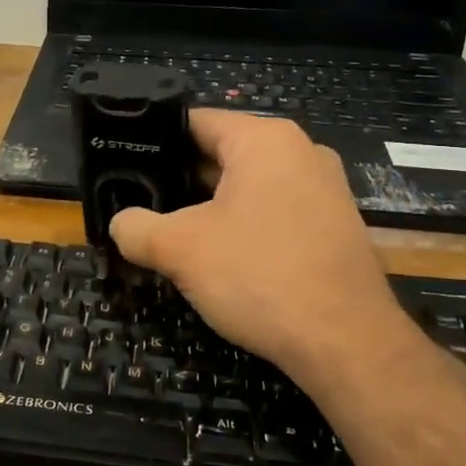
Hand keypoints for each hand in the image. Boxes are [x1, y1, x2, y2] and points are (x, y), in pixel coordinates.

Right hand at [108, 111, 418, 389]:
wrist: (346, 343)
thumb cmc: (259, 275)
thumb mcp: (179, 249)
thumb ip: (136, 227)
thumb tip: (120, 224)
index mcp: (265, 140)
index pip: (195, 122)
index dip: (153, 141)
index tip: (122, 164)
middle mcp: (301, 152)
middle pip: (222, 154)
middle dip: (179, 180)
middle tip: (138, 203)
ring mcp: (323, 190)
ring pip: (247, 187)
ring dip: (208, 208)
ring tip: (169, 232)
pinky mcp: (333, 227)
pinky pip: (273, 213)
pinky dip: (242, 227)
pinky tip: (217, 258)